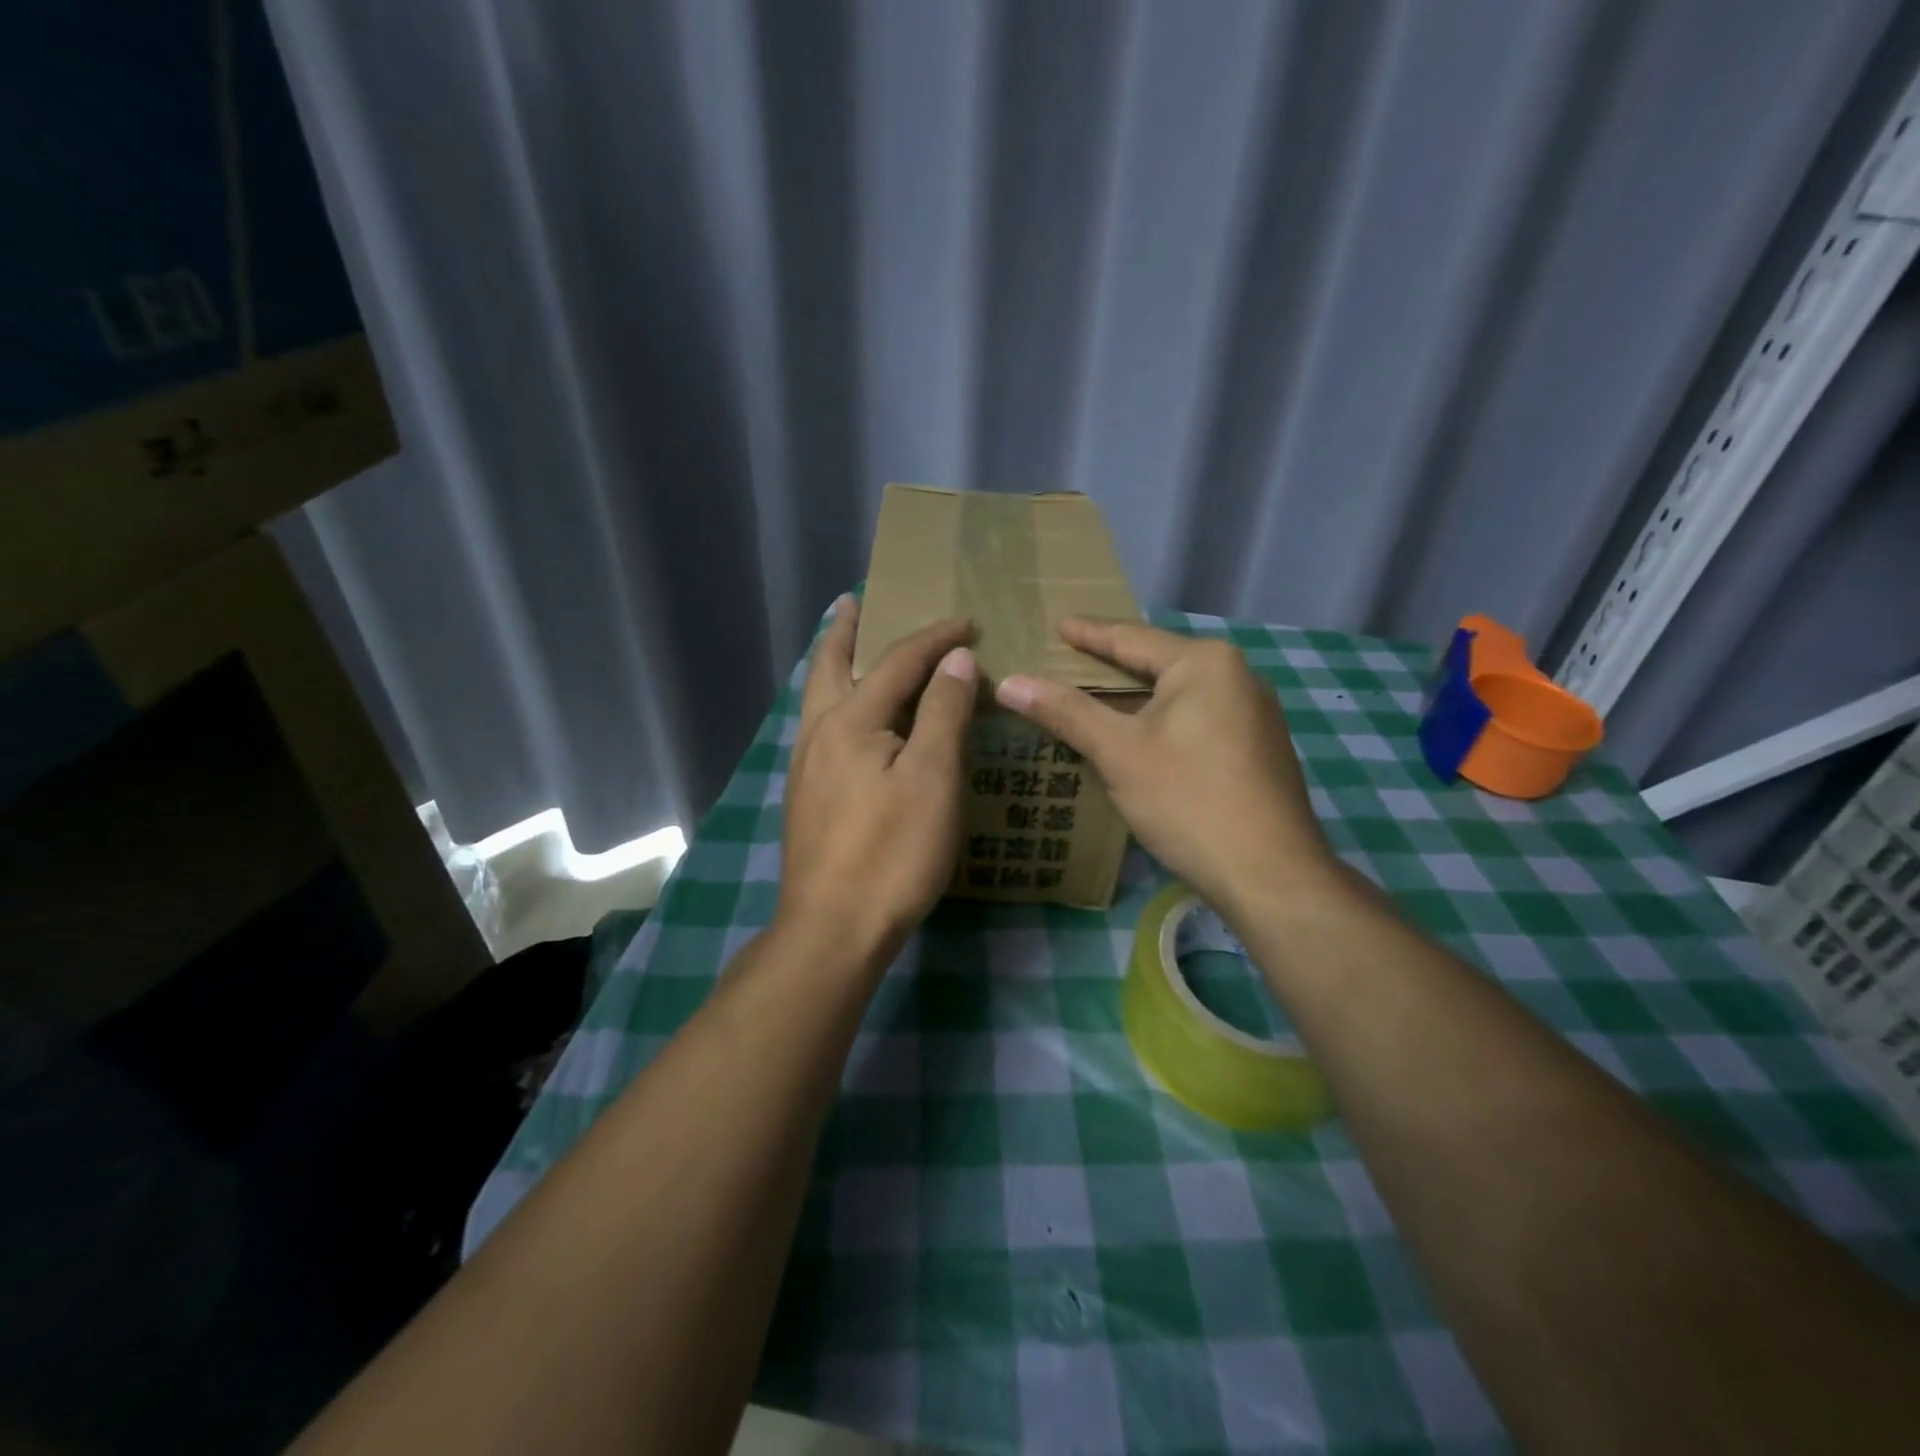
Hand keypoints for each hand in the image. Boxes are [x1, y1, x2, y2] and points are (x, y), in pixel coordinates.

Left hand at [778, 595, 976, 964]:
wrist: (833, 928)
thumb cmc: (892, 852)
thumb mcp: (932, 778)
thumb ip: (942, 712)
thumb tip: (954, 659)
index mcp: (850, 721)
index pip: (897, 662)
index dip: (934, 639)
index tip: (967, 621)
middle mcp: (818, 733)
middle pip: (830, 666)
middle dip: (845, 630)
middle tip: (853, 601)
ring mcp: (806, 767)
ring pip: (818, 697)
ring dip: (833, 663)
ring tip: (844, 644)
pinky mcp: (806, 797)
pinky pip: (820, 727)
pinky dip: (834, 701)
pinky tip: (846, 719)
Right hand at [995, 618, 1337, 919]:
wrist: (1270, 873)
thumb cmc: (1188, 800)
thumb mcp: (1119, 752)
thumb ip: (1066, 712)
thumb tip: (1009, 682)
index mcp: (1204, 663)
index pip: (1131, 638)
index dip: (1089, 633)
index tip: (1058, 623)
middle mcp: (1237, 675)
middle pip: (1158, 662)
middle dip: (1112, 663)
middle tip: (1069, 659)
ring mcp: (1254, 712)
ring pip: (1179, 693)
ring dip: (1136, 696)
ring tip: (1096, 695)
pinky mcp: (1258, 746)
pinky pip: (1197, 717)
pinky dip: (1161, 720)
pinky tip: (1141, 736)